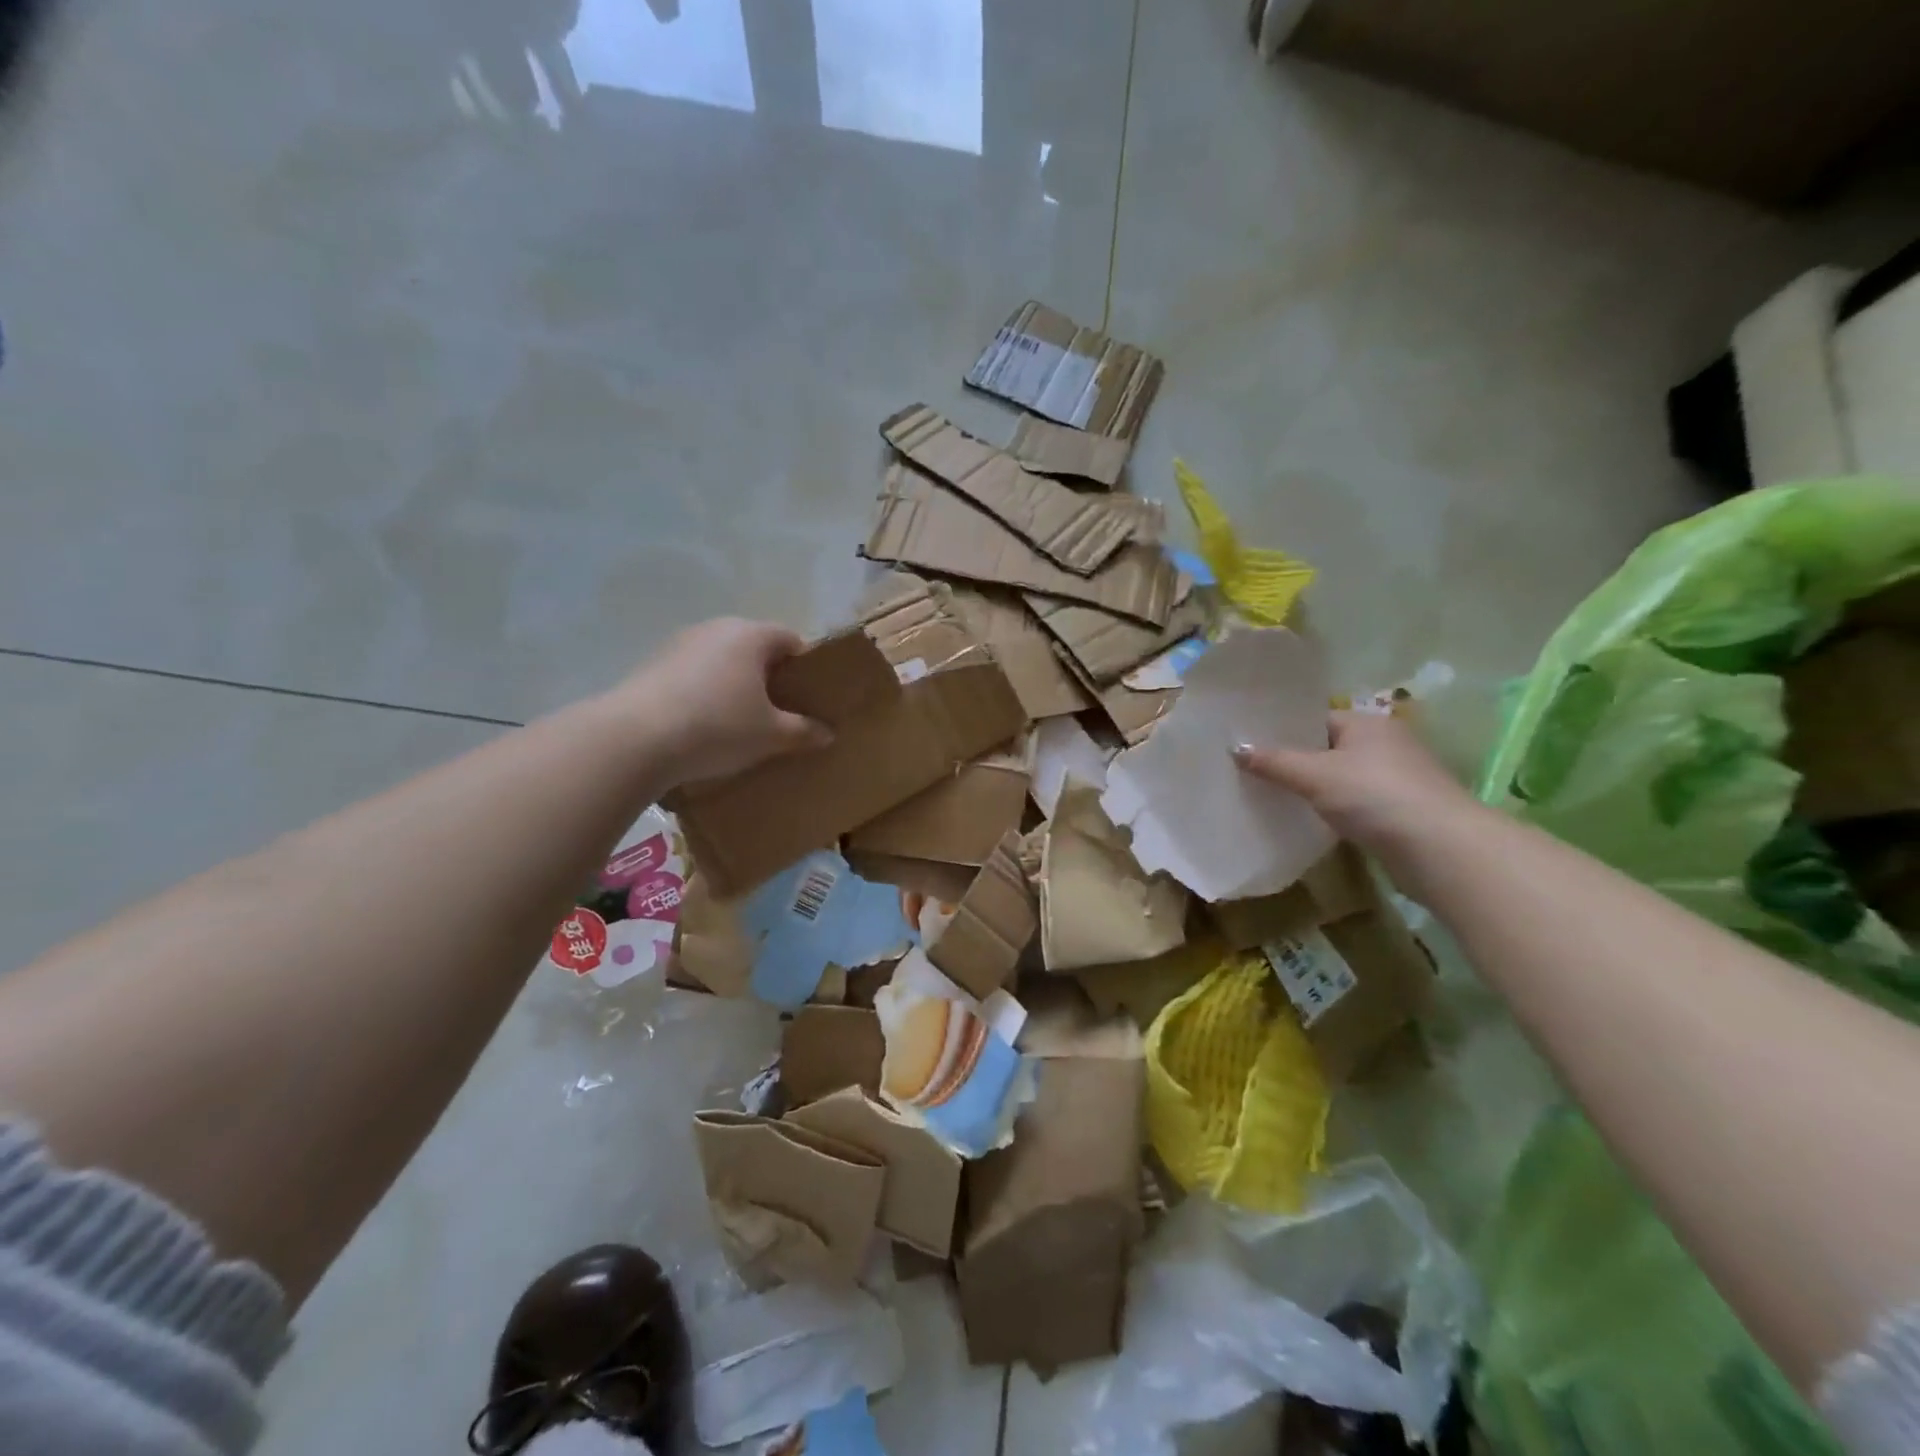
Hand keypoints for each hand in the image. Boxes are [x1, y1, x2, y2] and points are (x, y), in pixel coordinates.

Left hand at [616, 618, 832, 785]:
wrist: (635, 739)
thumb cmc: (717, 727)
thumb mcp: (771, 735)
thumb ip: (803, 731)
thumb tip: (827, 733)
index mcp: (751, 635)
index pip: (791, 639)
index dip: (806, 667)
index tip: (809, 697)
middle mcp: (716, 628)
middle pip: (755, 648)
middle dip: (769, 677)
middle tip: (779, 712)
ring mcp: (680, 643)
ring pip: (722, 660)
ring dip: (734, 685)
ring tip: (740, 722)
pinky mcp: (653, 664)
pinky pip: (693, 674)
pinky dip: (704, 693)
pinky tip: (703, 725)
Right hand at [1232, 711, 1482, 870]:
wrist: (1440, 849)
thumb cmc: (1375, 796)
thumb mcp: (1315, 775)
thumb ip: (1274, 761)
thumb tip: (1235, 748)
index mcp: (1367, 722)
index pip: (1316, 718)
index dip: (1282, 729)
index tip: (1248, 742)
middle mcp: (1385, 743)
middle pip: (1327, 747)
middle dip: (1293, 759)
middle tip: (1250, 769)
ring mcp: (1396, 778)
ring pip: (1340, 777)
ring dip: (1312, 787)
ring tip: (1270, 794)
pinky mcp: (1400, 812)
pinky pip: (1353, 802)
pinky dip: (1331, 808)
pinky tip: (1306, 819)